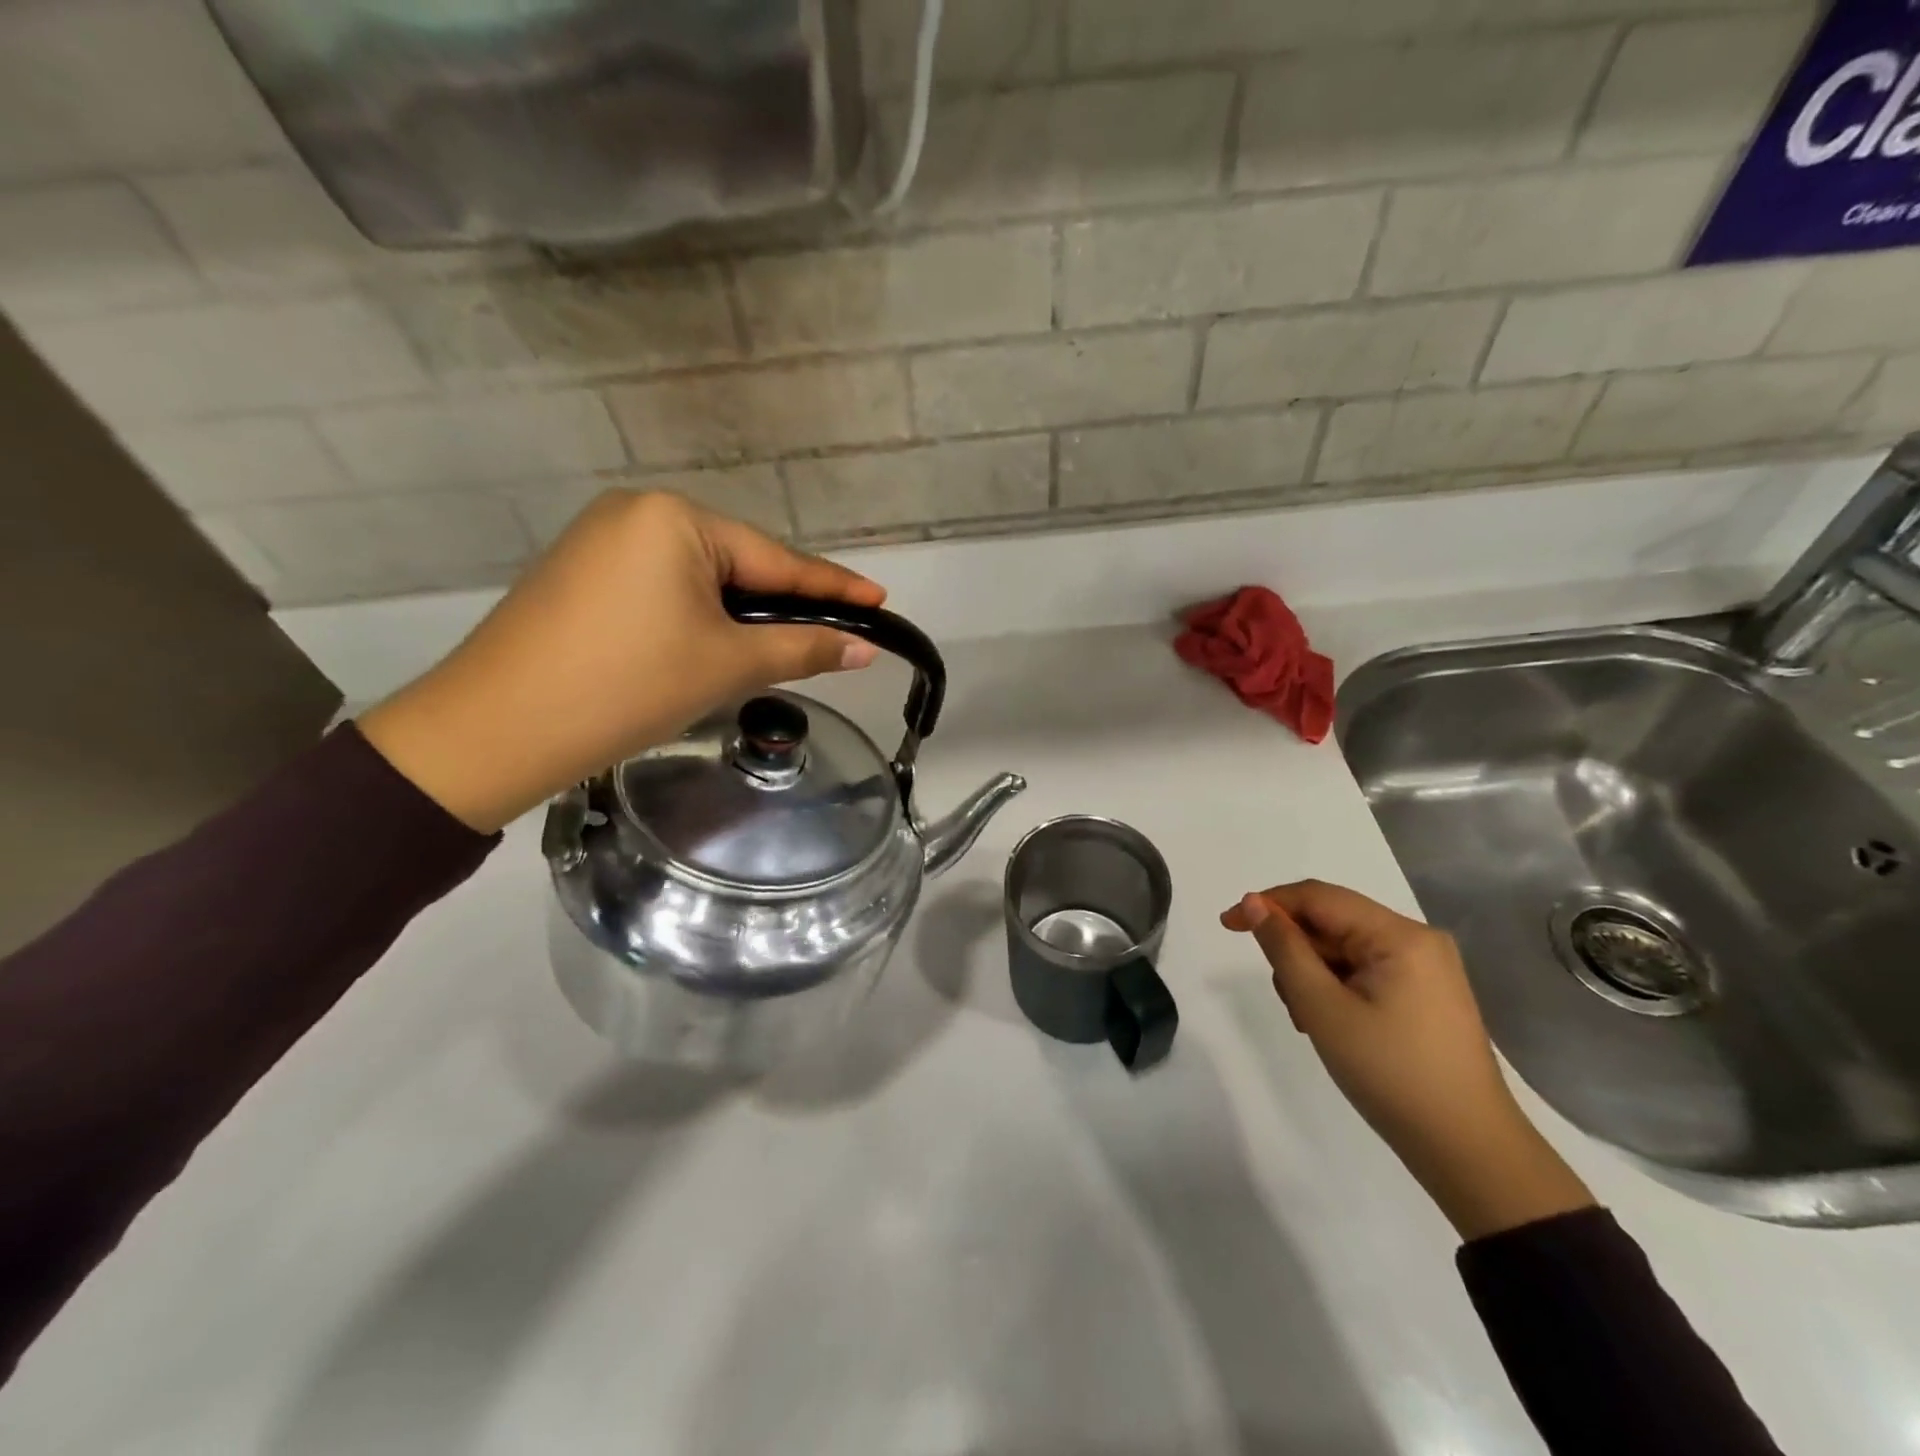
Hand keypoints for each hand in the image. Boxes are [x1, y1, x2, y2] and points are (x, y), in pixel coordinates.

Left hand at [359, 491, 884, 832]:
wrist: (496, 729)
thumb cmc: (628, 685)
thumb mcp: (728, 665)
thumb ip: (802, 648)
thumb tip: (864, 648)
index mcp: (676, 519)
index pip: (777, 560)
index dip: (833, 587)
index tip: (880, 600)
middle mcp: (638, 513)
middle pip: (738, 565)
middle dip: (782, 606)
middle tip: (831, 639)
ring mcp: (602, 542)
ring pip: (700, 580)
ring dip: (740, 617)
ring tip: (776, 652)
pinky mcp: (581, 575)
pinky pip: (662, 590)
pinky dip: (697, 619)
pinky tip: (710, 648)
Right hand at [1222, 880, 1594, 1239]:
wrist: (1469, 1151)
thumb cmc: (1390, 1073)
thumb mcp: (1322, 1007)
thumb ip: (1284, 948)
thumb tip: (1253, 903)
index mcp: (1399, 935)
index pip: (1318, 897)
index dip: (1267, 904)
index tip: (1226, 926)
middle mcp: (1417, 939)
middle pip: (1332, 922)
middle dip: (1295, 951)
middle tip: (1285, 999)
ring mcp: (1426, 967)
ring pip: (1345, 948)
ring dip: (1313, 974)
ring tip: (1309, 1022)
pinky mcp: (1426, 993)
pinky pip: (1365, 970)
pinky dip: (1337, 988)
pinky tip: (1331, 1023)